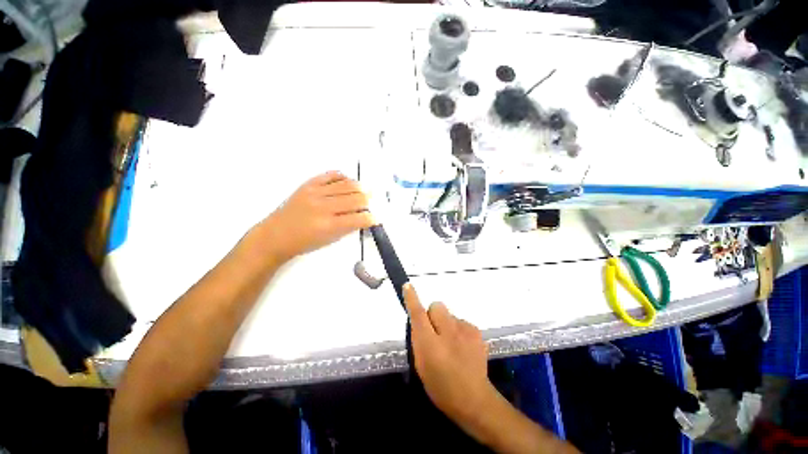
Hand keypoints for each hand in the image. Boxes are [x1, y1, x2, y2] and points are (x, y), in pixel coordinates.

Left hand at [259, 171, 374, 262]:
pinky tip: (348, 182)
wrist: (275, 235)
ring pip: (347, 184)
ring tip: (363, 192)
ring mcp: (315, 193)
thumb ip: (348, 227)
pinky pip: (331, 175)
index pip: (359, 218)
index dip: (372, 218)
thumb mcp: (329, 240)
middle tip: (370, 204)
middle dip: (368, 201)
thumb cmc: (304, 242)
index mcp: (329, 225)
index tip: (376, 218)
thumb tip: (363, 216)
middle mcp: (324, 206)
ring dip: (360, 188)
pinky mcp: (308, 184)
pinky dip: (343, 177)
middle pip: (356, 198)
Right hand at [403, 283, 495, 426]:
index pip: (419, 315)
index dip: (412, 299)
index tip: (408, 286)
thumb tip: (419, 320)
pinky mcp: (476, 331)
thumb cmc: (441, 386)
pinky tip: (462, 346)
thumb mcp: (421, 365)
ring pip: (449, 314)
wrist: (474, 399)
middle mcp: (448, 333)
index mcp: (430, 344)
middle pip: (436, 306)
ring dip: (446, 323)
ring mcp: (465, 330)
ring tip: (451, 343)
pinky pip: (460, 321)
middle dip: (433, 314)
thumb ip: (419, 339)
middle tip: (435, 332)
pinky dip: (458, 329)